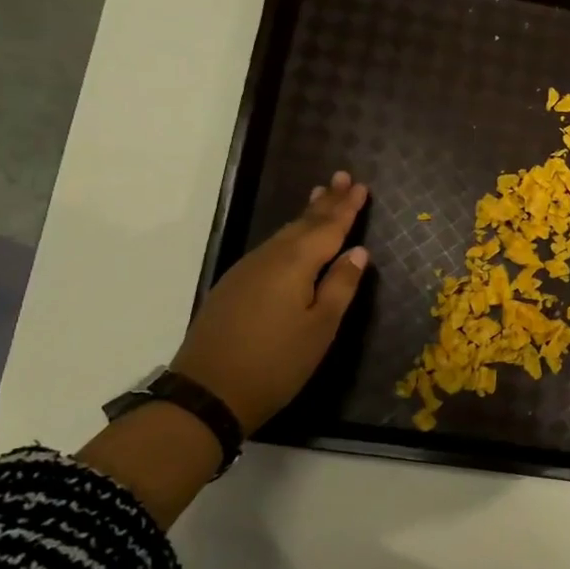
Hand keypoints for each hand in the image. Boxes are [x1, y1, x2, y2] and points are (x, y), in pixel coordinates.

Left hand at [171, 171, 370, 431]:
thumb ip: (341, 285)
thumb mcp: (321, 327)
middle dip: (325, 202)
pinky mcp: (234, 286)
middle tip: (341, 177)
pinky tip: (293, 238)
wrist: (208, 392)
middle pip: (303, 223)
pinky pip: (271, 248)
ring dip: (306, 215)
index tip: (361, 186)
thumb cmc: (277, 362)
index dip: (347, 208)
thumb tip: (358, 251)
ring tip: (320, 196)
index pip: (328, 227)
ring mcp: (247, 270)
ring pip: (284, 234)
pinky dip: (289, 235)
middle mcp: (270, 258)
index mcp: (295, 264)